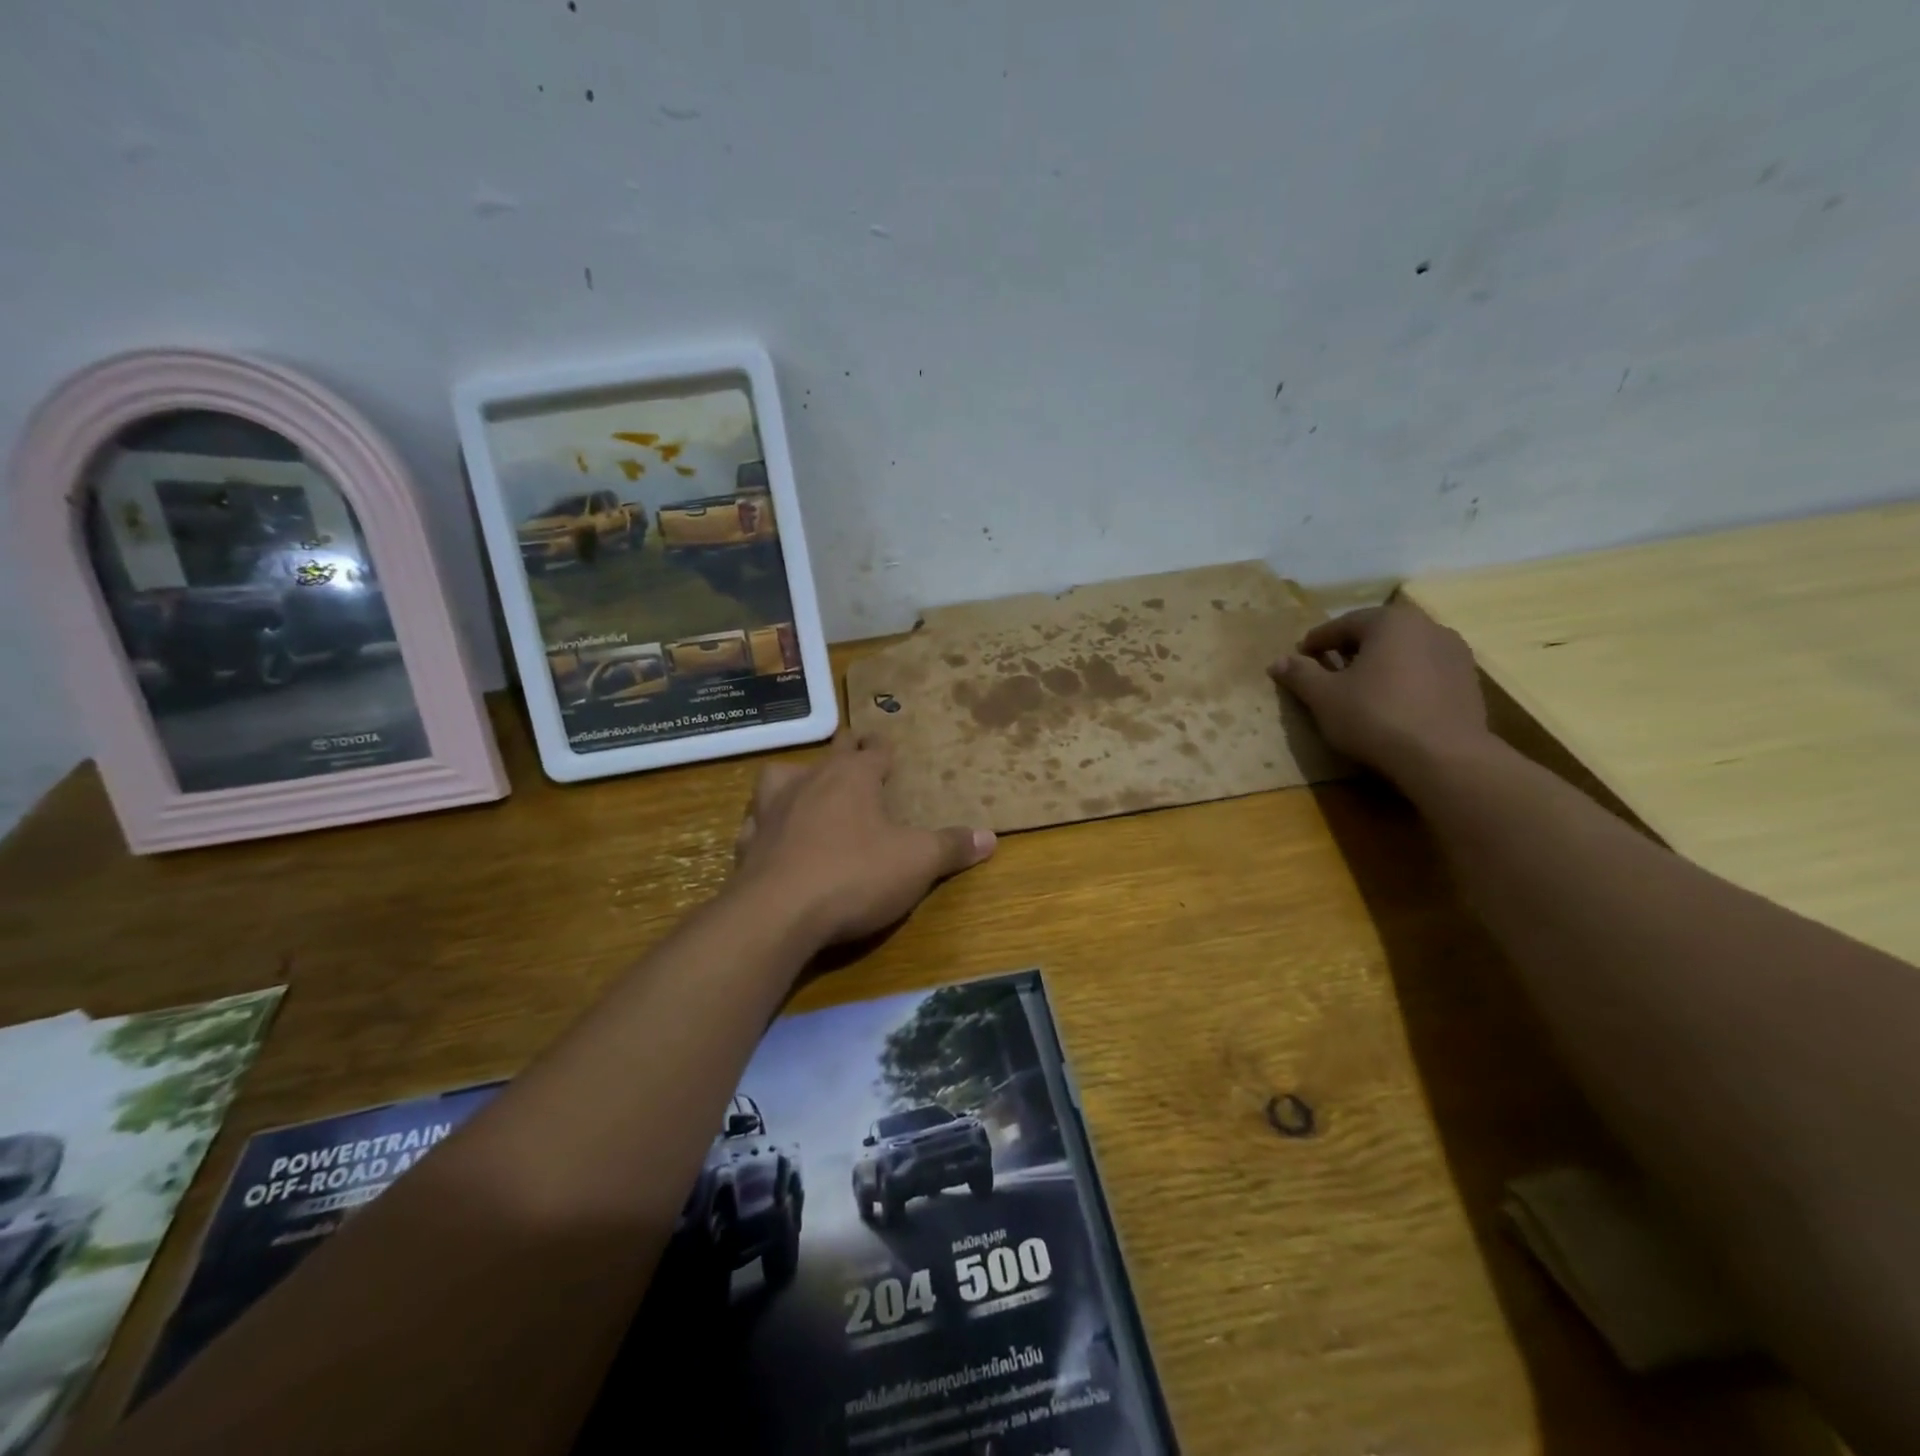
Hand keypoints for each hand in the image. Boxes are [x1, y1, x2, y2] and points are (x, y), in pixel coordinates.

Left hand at [731, 734, 995, 946]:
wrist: (778, 914)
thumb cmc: (855, 876)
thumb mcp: (916, 862)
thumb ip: (951, 847)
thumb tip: (990, 836)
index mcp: (852, 778)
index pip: (873, 751)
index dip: (883, 748)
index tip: (887, 745)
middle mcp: (810, 782)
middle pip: (830, 753)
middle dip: (845, 749)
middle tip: (854, 750)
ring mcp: (772, 810)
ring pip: (779, 776)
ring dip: (795, 778)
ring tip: (805, 788)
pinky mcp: (747, 843)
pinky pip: (755, 821)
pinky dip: (764, 823)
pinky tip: (770, 836)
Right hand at [1268, 602, 1492, 780]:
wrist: (1444, 757)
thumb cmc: (1375, 717)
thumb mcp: (1324, 697)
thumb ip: (1300, 674)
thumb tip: (1278, 661)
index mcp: (1390, 621)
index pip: (1343, 624)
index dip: (1316, 641)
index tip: (1300, 657)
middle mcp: (1427, 626)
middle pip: (1377, 633)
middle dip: (1350, 649)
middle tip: (1328, 670)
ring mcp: (1454, 653)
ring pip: (1404, 651)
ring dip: (1380, 663)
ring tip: (1361, 688)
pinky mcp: (1468, 680)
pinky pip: (1425, 671)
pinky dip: (1404, 679)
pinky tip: (1392, 702)